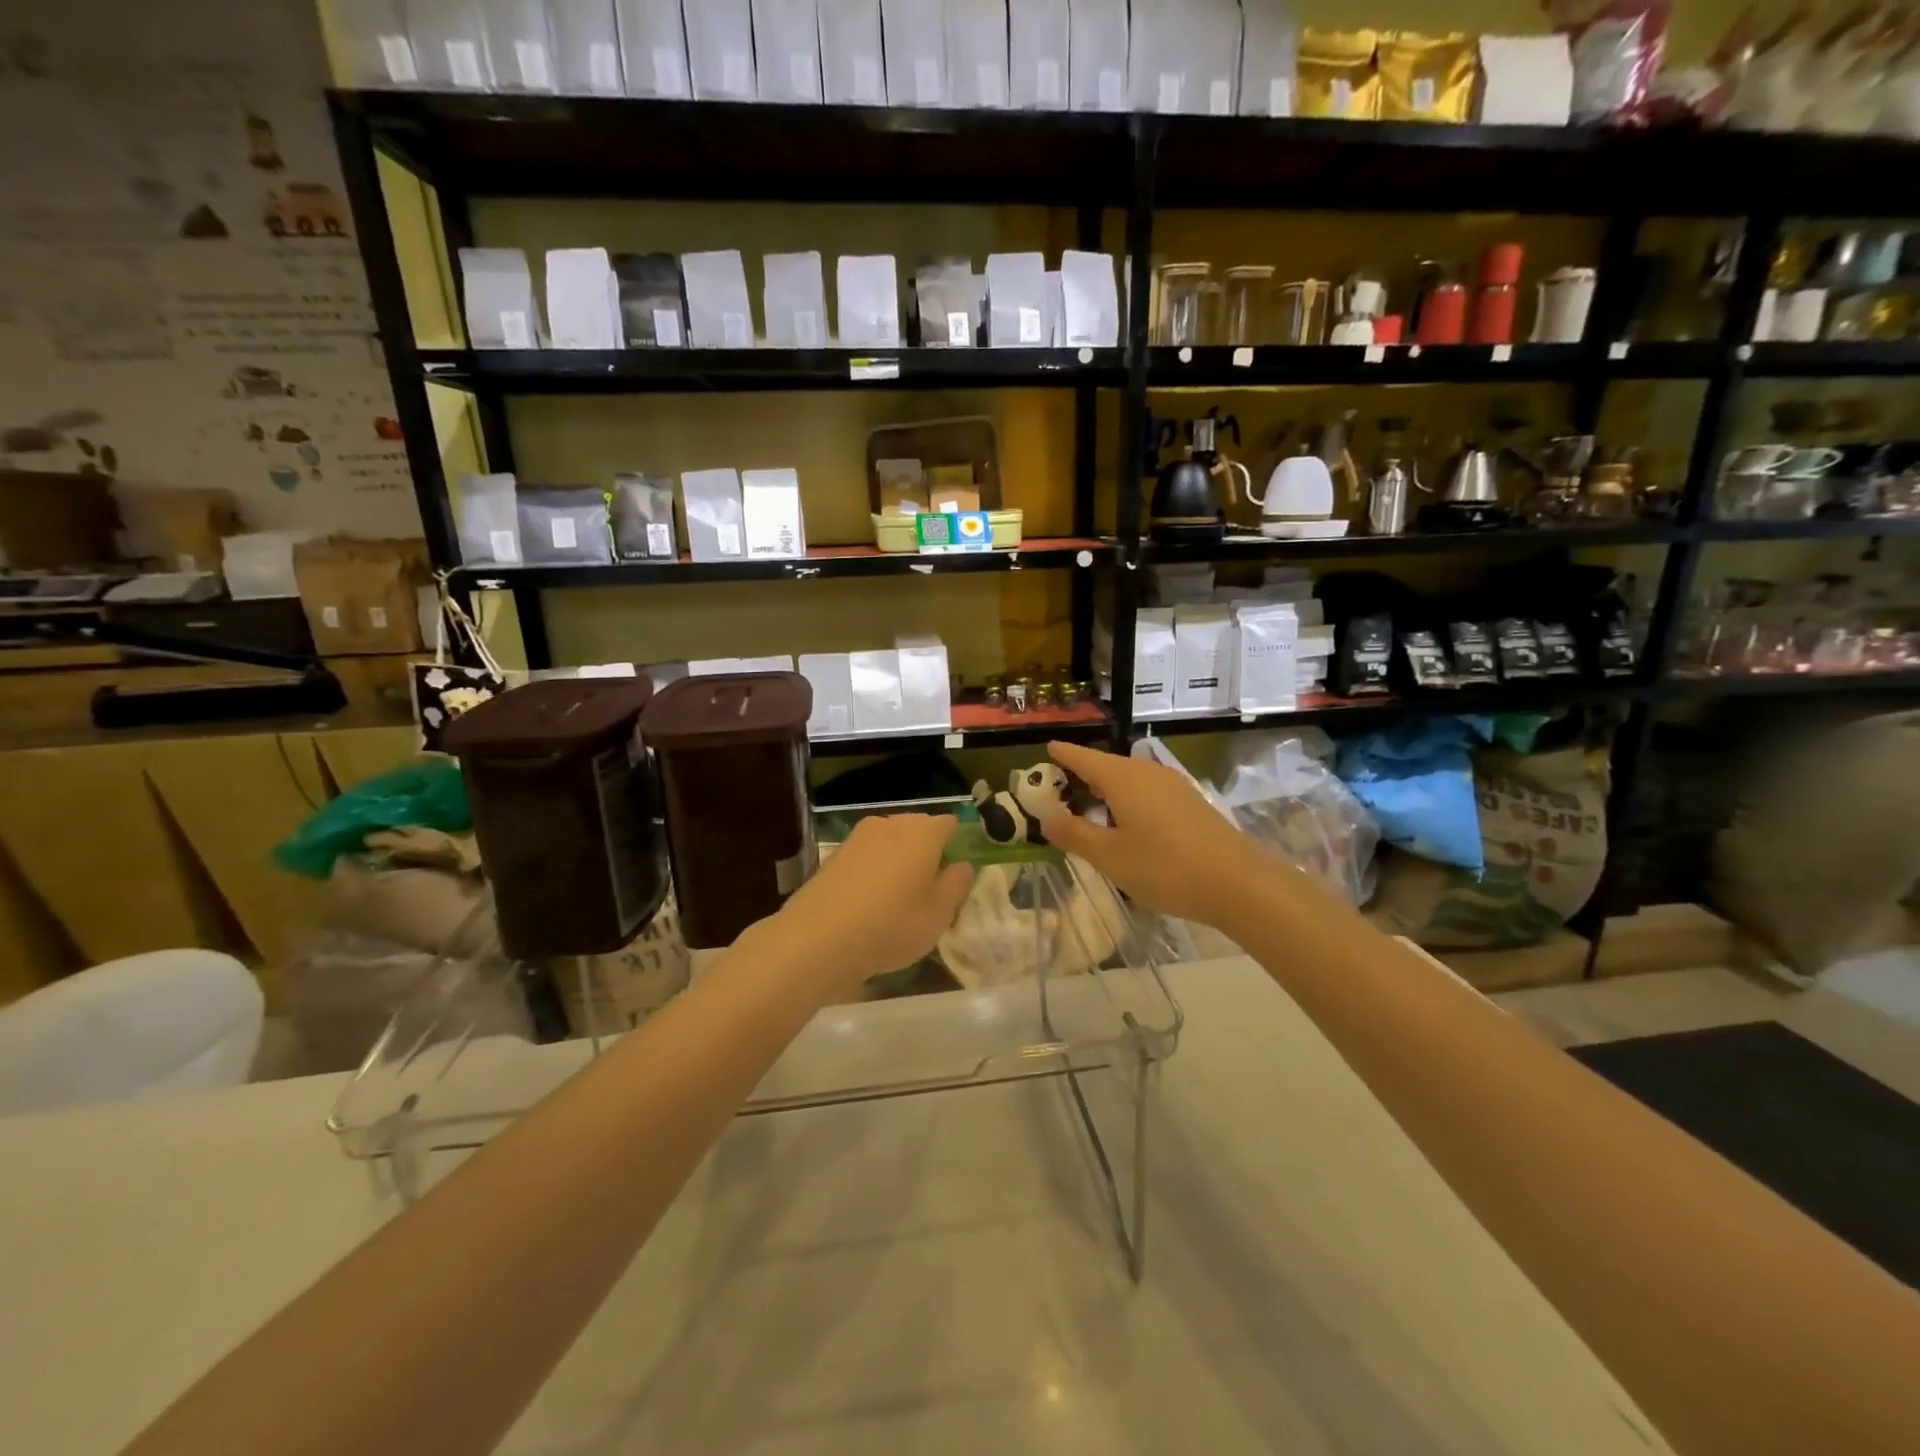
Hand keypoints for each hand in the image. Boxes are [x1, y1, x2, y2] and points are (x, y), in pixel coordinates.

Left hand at [773, 813, 974, 995]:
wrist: (819, 936)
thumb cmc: (892, 923)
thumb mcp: (939, 914)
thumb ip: (956, 885)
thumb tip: (962, 865)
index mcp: (923, 832)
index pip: (950, 824)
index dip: (957, 843)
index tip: (958, 871)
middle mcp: (891, 824)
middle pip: (918, 828)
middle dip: (927, 850)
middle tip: (931, 887)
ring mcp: (859, 837)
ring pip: (890, 841)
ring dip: (898, 860)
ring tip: (900, 896)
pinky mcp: (835, 855)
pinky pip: (867, 856)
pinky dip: (874, 871)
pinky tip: (871, 900)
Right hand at [1040, 740, 1266, 927]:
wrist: (1238, 883)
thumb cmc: (1165, 867)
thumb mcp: (1110, 856)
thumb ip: (1075, 834)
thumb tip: (1046, 818)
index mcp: (1122, 778)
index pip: (1084, 757)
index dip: (1064, 754)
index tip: (1047, 748)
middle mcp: (1147, 773)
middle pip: (1108, 766)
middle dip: (1083, 774)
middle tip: (1060, 786)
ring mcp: (1173, 786)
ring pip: (1130, 779)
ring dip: (1108, 789)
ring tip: (1090, 805)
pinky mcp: (1190, 803)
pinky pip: (1148, 792)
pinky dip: (1129, 800)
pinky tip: (1127, 822)